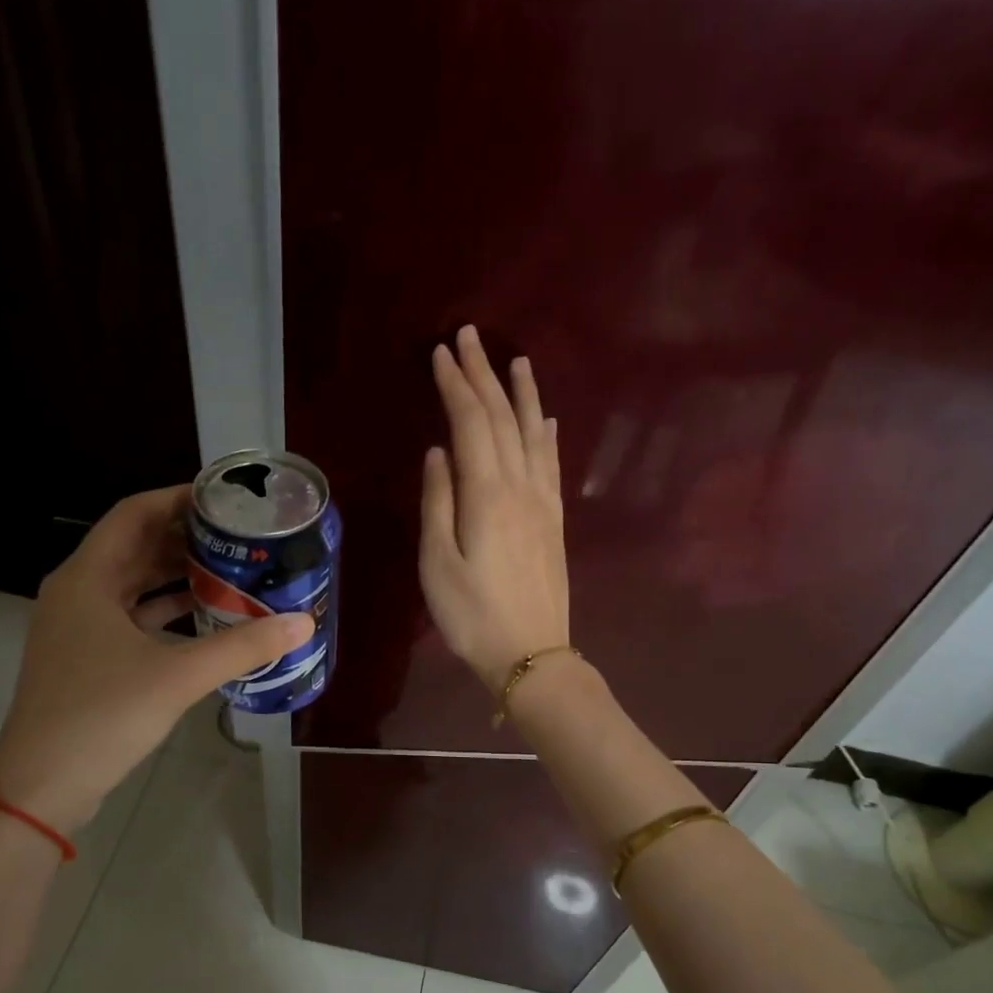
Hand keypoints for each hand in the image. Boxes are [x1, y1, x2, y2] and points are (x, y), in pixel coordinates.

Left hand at [0, 486, 312, 832]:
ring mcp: (79, 627)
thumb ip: (242, 647)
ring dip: (177, 575)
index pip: (134, 513)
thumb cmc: (102, 716)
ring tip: (231, 569)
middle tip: (238, 536)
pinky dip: (166, 611)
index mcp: (88, 578)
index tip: (224, 499)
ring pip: (134, 584)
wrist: (42, 785)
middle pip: (135, 546)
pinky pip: (132, 617)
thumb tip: (302, 624)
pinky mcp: (87, 658)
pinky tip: (205, 616)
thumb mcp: (178, 676)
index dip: (178, 498)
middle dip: (185, 537)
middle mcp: (78, 592)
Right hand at [419, 325, 569, 692]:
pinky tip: (547, 419)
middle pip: (503, 419)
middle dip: (484, 375)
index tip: (441, 352)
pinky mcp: (555, 522)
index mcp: (487, 495)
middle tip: (469, 337)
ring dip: (523, 394)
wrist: (531, 655)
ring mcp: (543, 504)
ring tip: (516, 360)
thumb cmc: (473, 616)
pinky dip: (547, 435)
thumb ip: (438, 502)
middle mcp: (521, 488)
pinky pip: (552, 466)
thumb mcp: (437, 564)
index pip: (471, 423)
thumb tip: (439, 451)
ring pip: (534, 435)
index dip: (456, 385)